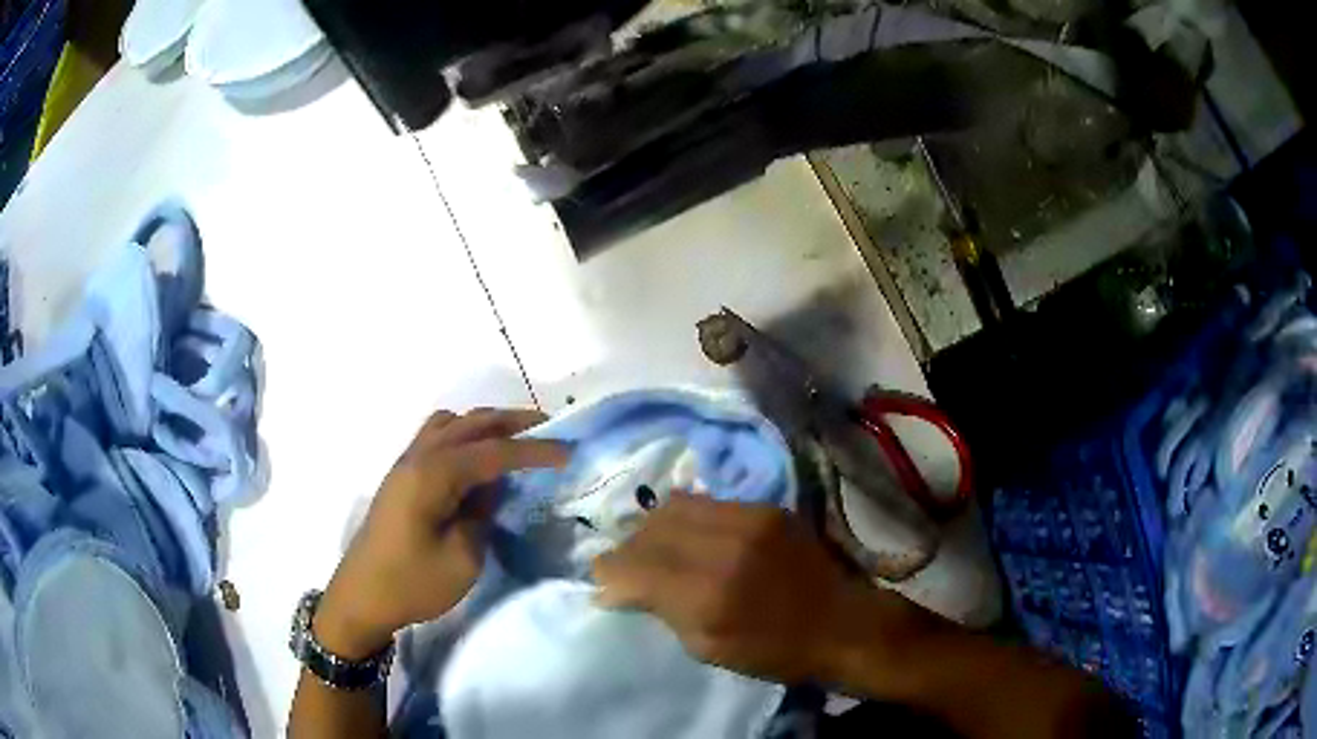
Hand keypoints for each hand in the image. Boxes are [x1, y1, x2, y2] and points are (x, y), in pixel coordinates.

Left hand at [315, 408, 568, 657]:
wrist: (362, 597)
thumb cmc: (412, 583)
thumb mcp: (463, 559)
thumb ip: (483, 514)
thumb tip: (492, 488)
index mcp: (434, 474)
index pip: (494, 451)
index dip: (534, 450)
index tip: (569, 451)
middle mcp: (419, 456)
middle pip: (472, 423)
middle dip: (513, 422)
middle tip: (551, 430)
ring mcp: (406, 463)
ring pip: (451, 424)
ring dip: (485, 425)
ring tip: (514, 441)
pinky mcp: (401, 476)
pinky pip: (437, 437)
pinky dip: (464, 436)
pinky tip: (477, 461)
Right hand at [592, 492, 931, 684]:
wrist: (842, 623)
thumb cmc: (775, 652)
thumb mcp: (708, 648)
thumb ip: (662, 611)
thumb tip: (619, 589)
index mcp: (707, 596)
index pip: (633, 568)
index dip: (608, 573)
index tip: (600, 582)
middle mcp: (724, 547)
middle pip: (649, 530)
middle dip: (626, 548)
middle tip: (623, 565)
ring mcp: (748, 519)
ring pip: (674, 507)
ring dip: (652, 527)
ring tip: (651, 547)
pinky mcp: (766, 508)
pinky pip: (707, 502)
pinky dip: (684, 518)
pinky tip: (687, 536)